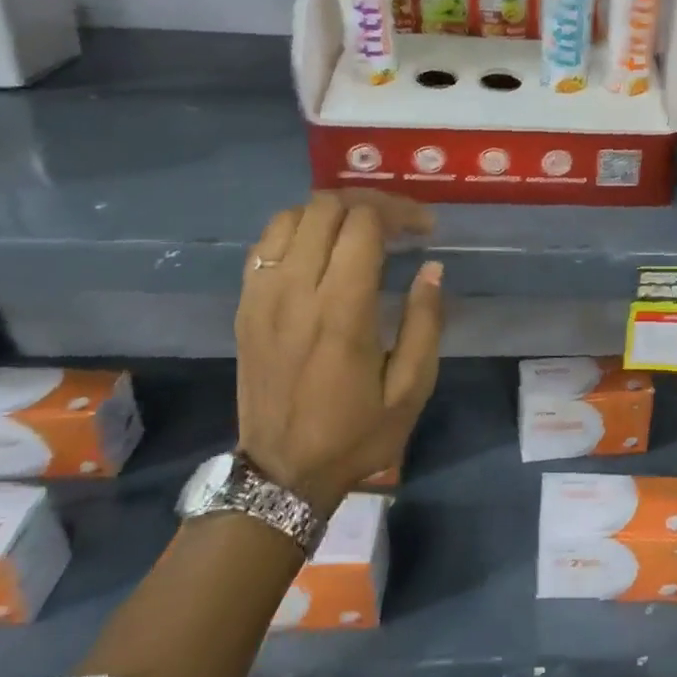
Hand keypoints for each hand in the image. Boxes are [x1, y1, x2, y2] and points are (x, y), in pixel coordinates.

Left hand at [234, 191, 443, 511]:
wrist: (281, 473)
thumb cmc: (355, 435)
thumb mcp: (410, 390)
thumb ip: (425, 323)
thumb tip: (431, 268)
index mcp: (341, 312)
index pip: (363, 225)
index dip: (399, 213)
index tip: (425, 229)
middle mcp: (295, 291)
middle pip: (325, 208)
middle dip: (368, 203)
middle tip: (398, 223)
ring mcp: (262, 295)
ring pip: (290, 216)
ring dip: (331, 212)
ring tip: (360, 231)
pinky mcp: (245, 305)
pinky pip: (266, 243)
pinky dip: (297, 230)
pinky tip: (321, 249)